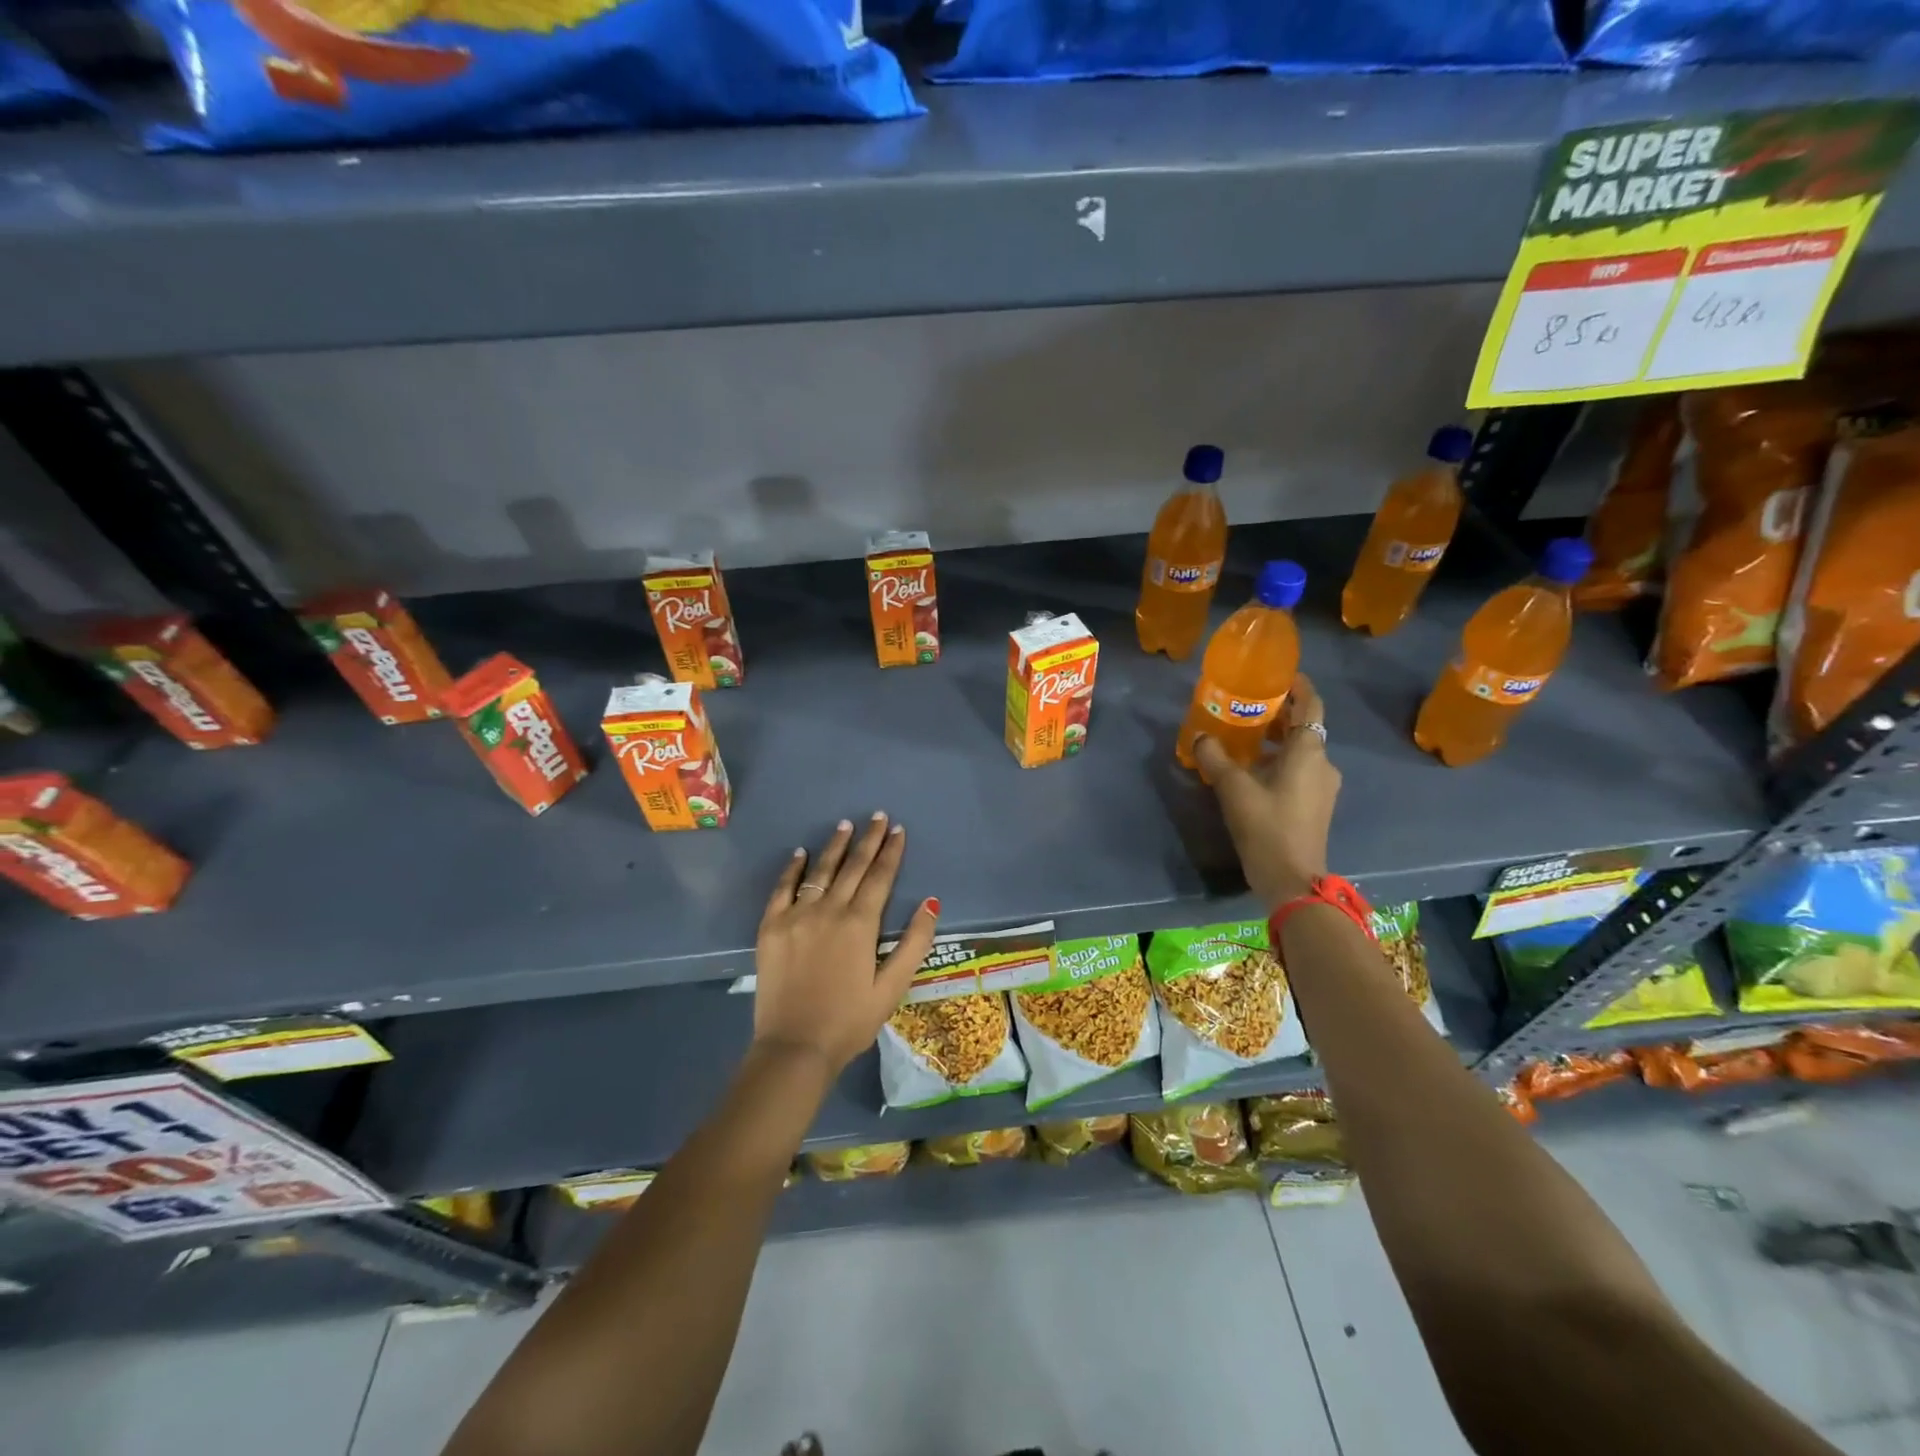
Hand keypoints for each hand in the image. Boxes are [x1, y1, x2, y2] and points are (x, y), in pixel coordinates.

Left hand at [753, 812, 939, 1077]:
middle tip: (877, 816)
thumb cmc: (849, 1020)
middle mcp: (829, 910)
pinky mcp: (771, 927)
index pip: (880, 876)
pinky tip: (800, 853)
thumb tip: (931, 902)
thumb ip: (914, 943)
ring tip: (845, 825)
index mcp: (860, 924)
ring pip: (819, 871)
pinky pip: (782, 889)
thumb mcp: (893, 987)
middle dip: (868, 839)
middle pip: (852, 866)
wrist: (794, 1047)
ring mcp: (796, 916)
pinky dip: (792, 869)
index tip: (898, 829)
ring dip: (835, 846)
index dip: (891, 851)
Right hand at [1193, 674, 1340, 908]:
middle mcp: (1322, 763)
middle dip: (1280, 713)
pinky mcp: (1315, 805)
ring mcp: (1322, 786)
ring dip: (1277, 739)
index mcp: (1308, 751)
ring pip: (1301, 750)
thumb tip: (1200, 737)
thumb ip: (1215, 758)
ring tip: (1244, 736)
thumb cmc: (1266, 826)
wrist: (1291, 879)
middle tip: (1248, 704)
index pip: (1311, 705)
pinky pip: (1299, 770)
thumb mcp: (1233, 788)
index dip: (1298, 686)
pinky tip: (1252, 769)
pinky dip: (1279, 760)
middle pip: (1305, 726)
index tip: (1278, 674)